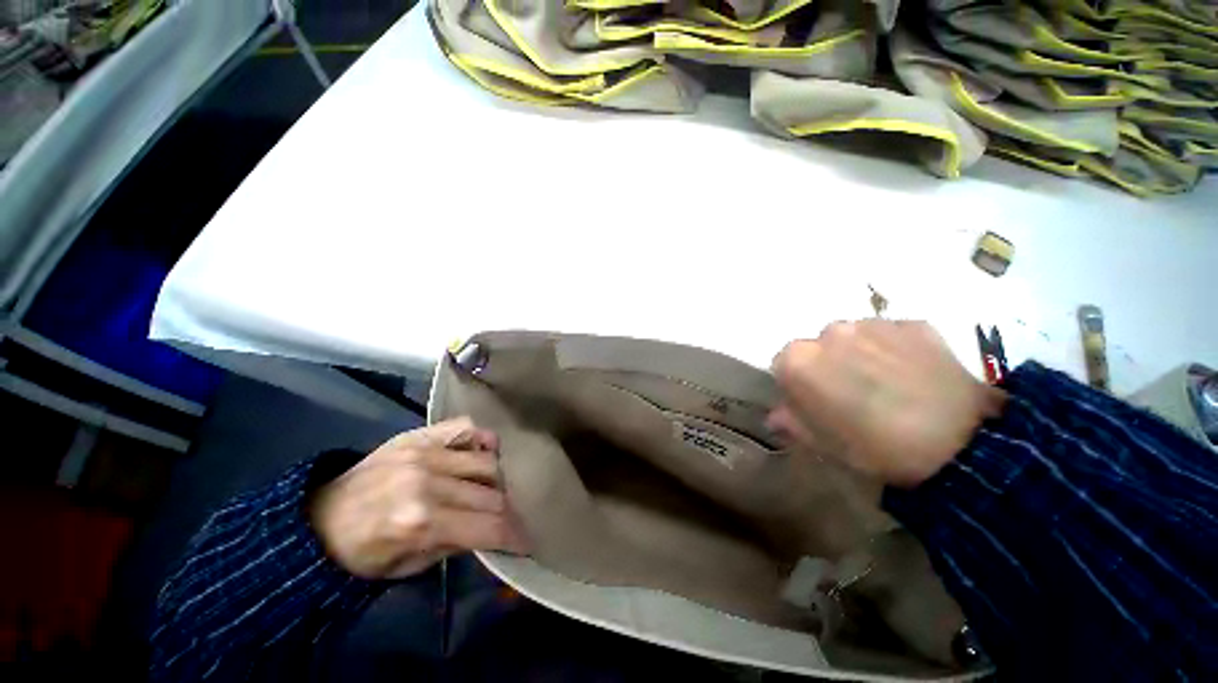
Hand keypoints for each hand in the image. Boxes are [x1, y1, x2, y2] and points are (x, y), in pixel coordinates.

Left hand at [311, 418, 527, 578]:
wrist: (319, 520)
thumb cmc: (363, 553)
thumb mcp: (408, 566)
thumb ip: (455, 545)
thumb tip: (493, 531)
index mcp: (420, 522)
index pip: (487, 526)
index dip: (514, 535)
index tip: (527, 542)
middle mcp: (427, 480)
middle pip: (492, 492)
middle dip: (507, 511)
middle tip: (510, 520)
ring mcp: (424, 451)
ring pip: (487, 459)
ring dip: (497, 479)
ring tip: (491, 490)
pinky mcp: (418, 434)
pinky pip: (466, 427)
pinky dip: (482, 439)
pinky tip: (482, 453)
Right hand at [769, 320, 1005, 487]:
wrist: (963, 446)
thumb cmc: (876, 447)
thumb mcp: (824, 444)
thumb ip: (791, 422)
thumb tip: (776, 415)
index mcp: (798, 360)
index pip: (782, 365)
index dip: (796, 385)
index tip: (813, 403)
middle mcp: (828, 332)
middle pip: (817, 347)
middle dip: (827, 366)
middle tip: (851, 394)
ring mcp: (872, 324)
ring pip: (852, 337)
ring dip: (858, 355)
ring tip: (886, 383)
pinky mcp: (912, 324)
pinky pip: (889, 334)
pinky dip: (893, 349)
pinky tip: (912, 375)